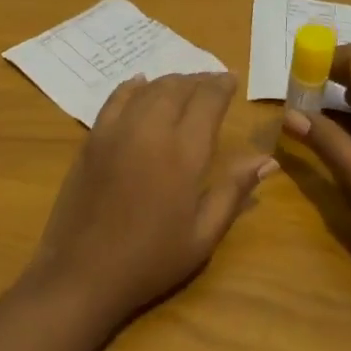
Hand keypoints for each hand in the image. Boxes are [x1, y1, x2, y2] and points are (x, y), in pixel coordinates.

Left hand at [27, 72, 275, 325]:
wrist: (82, 272)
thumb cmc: (150, 260)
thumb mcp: (202, 235)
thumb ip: (234, 191)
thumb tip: (268, 160)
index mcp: (184, 153)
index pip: (207, 101)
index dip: (221, 85)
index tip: (232, 79)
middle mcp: (151, 130)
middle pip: (178, 88)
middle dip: (198, 80)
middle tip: (211, 82)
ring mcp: (117, 130)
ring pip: (149, 89)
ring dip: (170, 81)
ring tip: (183, 85)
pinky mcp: (93, 137)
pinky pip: (116, 98)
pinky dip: (133, 86)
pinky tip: (140, 84)